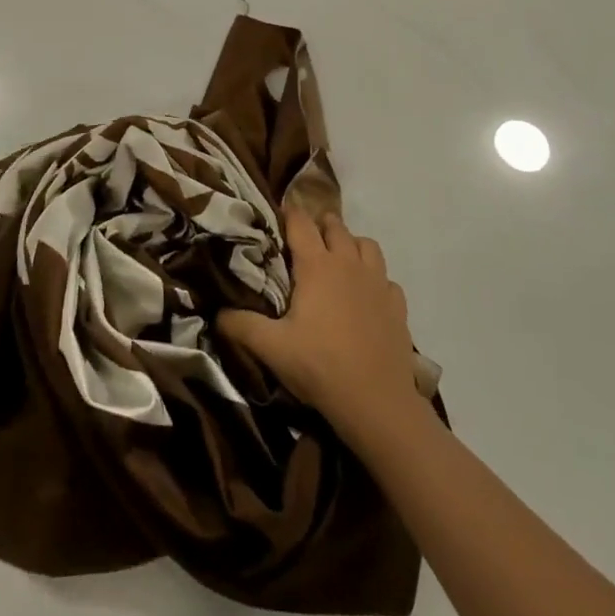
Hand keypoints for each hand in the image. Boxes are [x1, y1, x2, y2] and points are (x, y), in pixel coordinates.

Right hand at [218, 206, 419, 433]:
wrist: (376, 402)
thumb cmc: (320, 366)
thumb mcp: (271, 348)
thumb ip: (241, 325)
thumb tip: (217, 313)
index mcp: (317, 265)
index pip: (301, 222)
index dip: (289, 213)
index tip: (278, 215)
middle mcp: (348, 263)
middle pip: (336, 226)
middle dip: (320, 225)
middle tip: (306, 240)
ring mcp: (378, 282)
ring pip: (367, 244)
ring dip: (352, 245)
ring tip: (339, 261)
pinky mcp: (397, 305)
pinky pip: (387, 278)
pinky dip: (376, 279)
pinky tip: (367, 297)